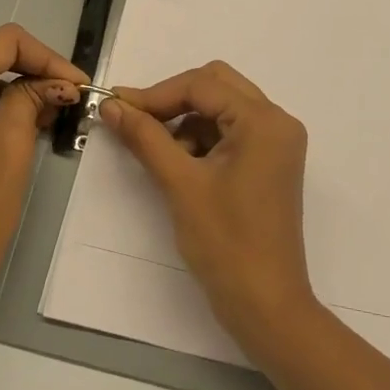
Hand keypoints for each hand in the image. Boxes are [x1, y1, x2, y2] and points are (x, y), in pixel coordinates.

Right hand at [98, 61, 318, 351]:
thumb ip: (146, 137)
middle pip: (216, 86)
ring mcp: (276, 143)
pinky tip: (179, 164)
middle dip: (172, 100)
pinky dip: (201, 138)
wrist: (265, 305)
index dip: (155, 94)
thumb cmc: (226, 243)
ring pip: (221, 108)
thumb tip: (111, 105)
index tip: (115, 108)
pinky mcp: (269, 163)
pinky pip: (230, 132)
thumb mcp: (180, 184)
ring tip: (158, 153)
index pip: (202, 85)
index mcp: (264, 121)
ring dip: (186, 121)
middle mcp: (277, 122)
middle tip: (135, 121)